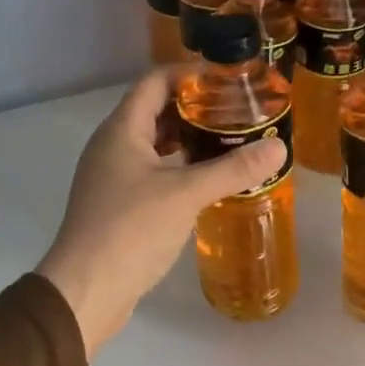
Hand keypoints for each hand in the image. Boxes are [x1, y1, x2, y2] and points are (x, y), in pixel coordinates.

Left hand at [36, 68, 286, 356]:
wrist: (85, 290)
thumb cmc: (130, 230)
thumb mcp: (186, 194)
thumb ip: (233, 169)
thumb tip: (278, 146)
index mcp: (122, 130)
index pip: (155, 81)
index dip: (190, 74)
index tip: (229, 80)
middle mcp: (113, 146)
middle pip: (155, 110)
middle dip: (195, 108)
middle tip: (238, 112)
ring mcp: (113, 176)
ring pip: (154, 144)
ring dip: (188, 139)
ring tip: (230, 141)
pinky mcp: (119, 204)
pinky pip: (153, 171)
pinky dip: (179, 167)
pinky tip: (207, 180)